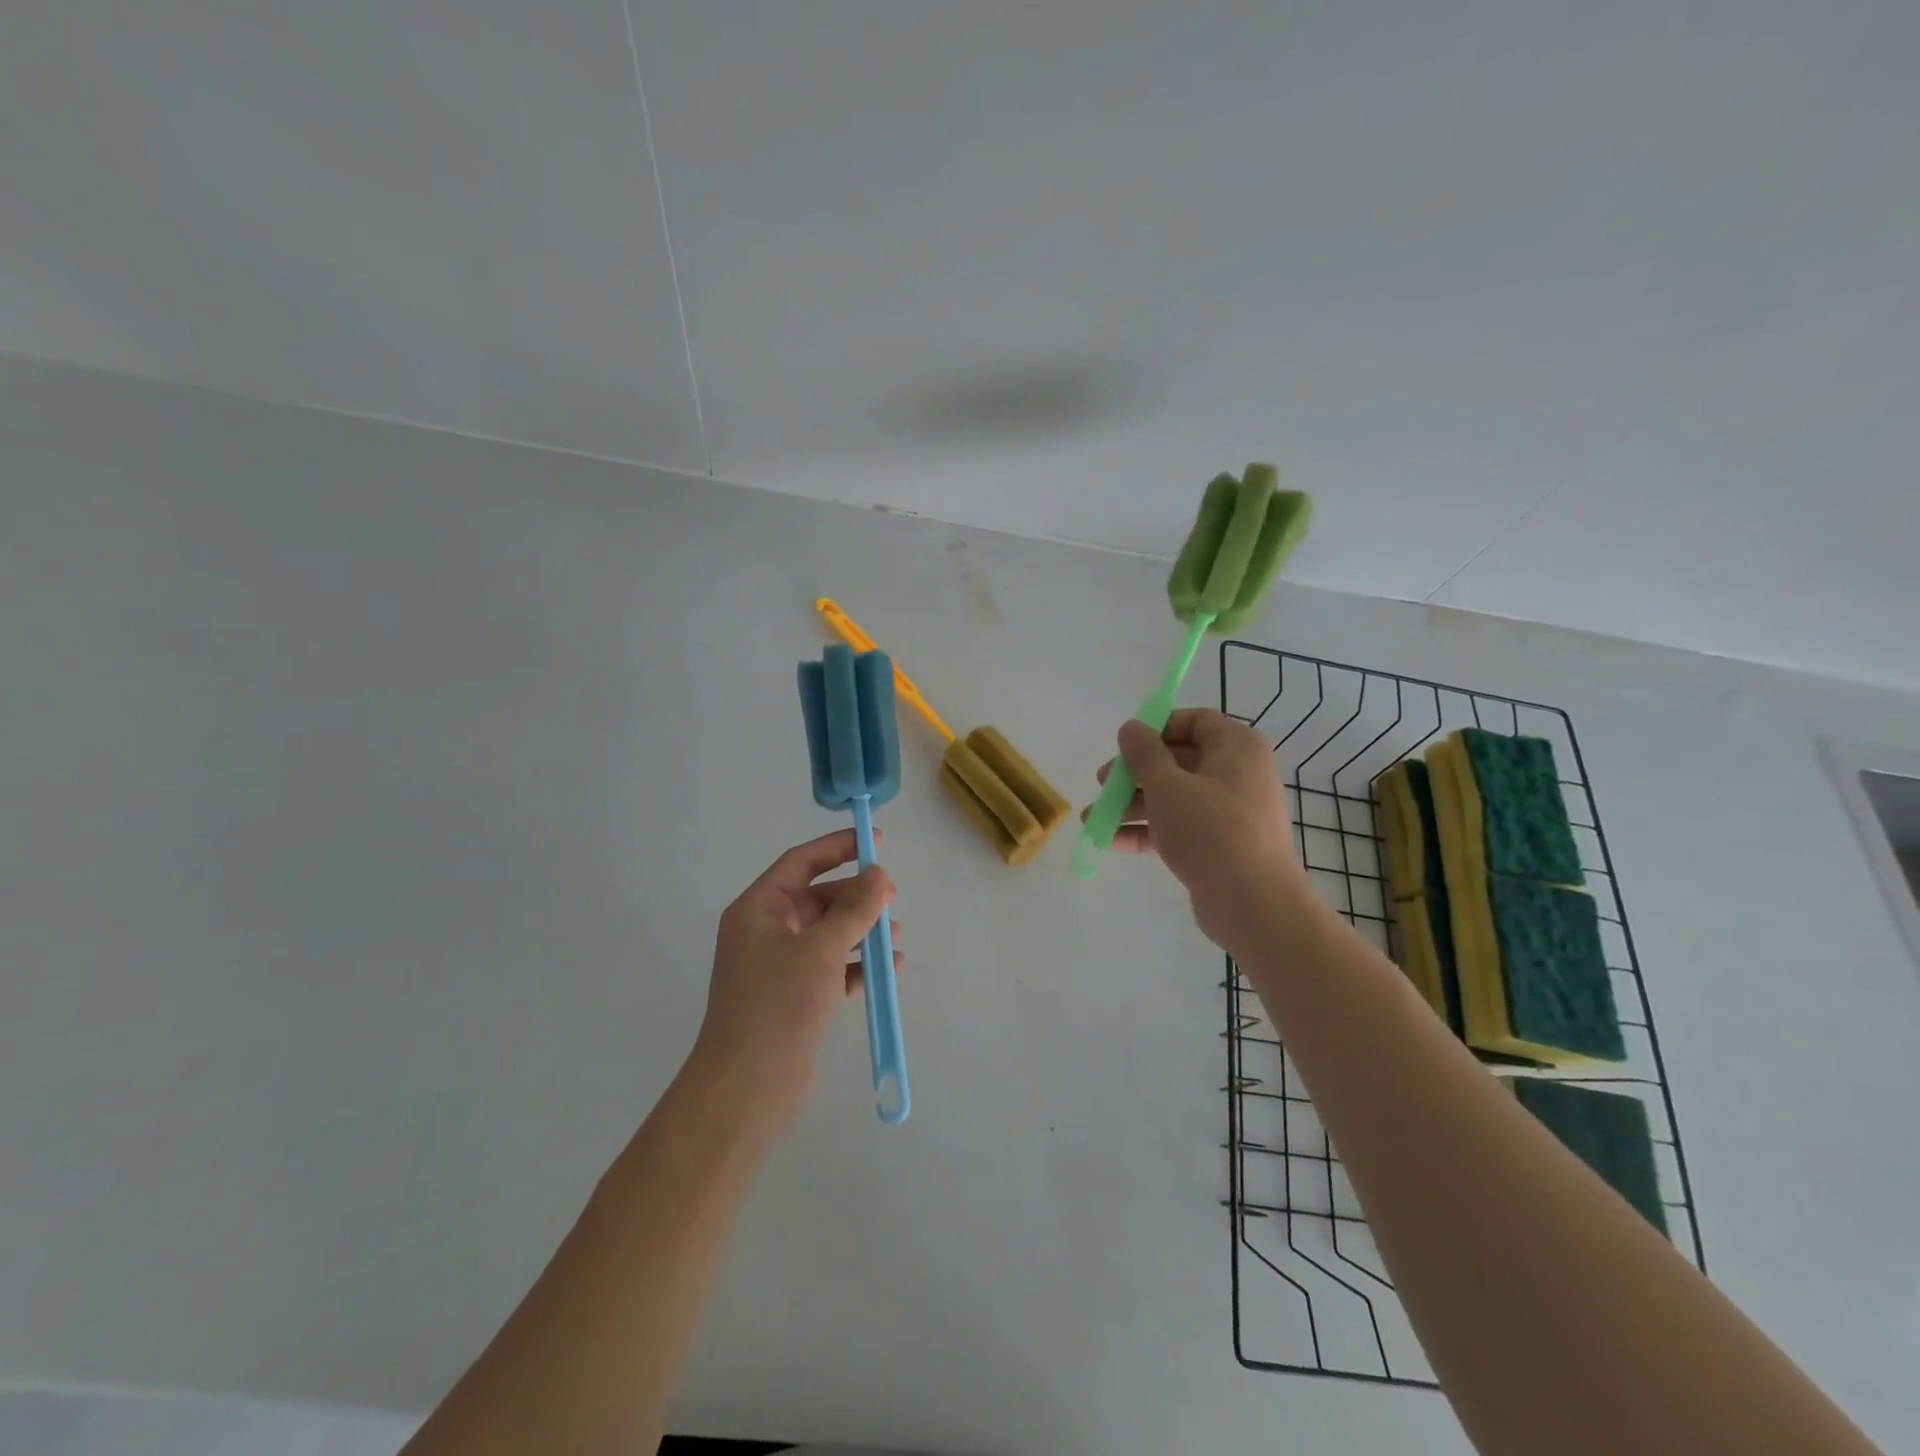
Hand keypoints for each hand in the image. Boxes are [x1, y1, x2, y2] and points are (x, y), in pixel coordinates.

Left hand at [687, 829, 898, 1140]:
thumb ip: (855, 908)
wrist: (747, 1088)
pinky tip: (887, 969)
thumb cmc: (779, 1004)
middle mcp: (766, 932)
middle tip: (892, 897)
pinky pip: (831, 967)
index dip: (837, 848)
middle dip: (856, 896)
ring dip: (861, 931)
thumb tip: (879, 874)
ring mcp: (779, 967)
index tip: (874, 842)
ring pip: (827, 934)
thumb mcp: (822, 949)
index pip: (800, 863)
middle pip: (817, 898)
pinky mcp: (794, 997)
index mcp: (759, 910)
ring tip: (894, 935)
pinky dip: (857, 965)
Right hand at [1097, 709, 1313, 954]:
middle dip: (1135, 773)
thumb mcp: (1167, 786)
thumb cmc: (1211, 832)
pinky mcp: (1221, 843)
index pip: (1195, 721)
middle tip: (1102, 784)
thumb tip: (1131, 727)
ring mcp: (1231, 810)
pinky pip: (1180, 825)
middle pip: (1178, 760)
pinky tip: (1112, 841)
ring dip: (1133, 804)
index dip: (1157, 728)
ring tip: (1094, 819)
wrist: (1254, 905)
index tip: (1124, 745)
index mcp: (1236, 747)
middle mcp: (1238, 772)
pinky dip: (1149, 830)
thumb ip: (1144, 754)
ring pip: (1175, 796)